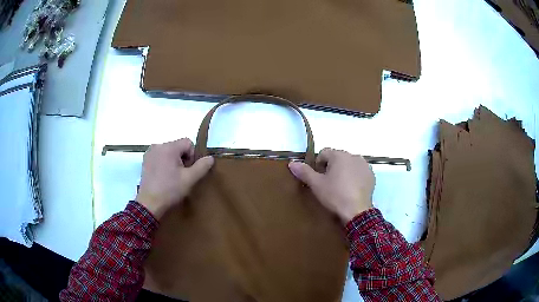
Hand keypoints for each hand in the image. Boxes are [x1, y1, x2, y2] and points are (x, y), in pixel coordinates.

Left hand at [136, 138, 213, 218]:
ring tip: (171, 178)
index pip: (188, 143)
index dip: (192, 156)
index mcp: (169, 147)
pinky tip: (163, 177)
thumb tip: (210, 157)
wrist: (149, 203)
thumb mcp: (189, 179)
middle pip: (177, 147)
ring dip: (173, 162)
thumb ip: (202, 166)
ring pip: (168, 152)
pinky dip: (164, 164)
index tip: (188, 171)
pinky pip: (159, 157)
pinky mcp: (145, 161)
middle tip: (180, 176)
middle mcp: (158, 146)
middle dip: (182, 159)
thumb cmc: (170, 190)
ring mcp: (149, 153)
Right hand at [288, 148, 374, 223]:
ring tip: (341, 187)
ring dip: (344, 171)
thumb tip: (292, 163)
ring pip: (349, 164)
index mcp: (339, 155)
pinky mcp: (371, 175)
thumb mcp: (316, 184)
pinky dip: (354, 176)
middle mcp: (353, 155)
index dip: (318, 164)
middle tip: (329, 184)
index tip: (319, 178)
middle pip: (337, 158)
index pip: (324, 153)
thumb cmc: (335, 195)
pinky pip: (359, 171)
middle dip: (331, 167)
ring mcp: (364, 165)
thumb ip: (304, 172)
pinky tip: (352, 189)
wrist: (357, 211)